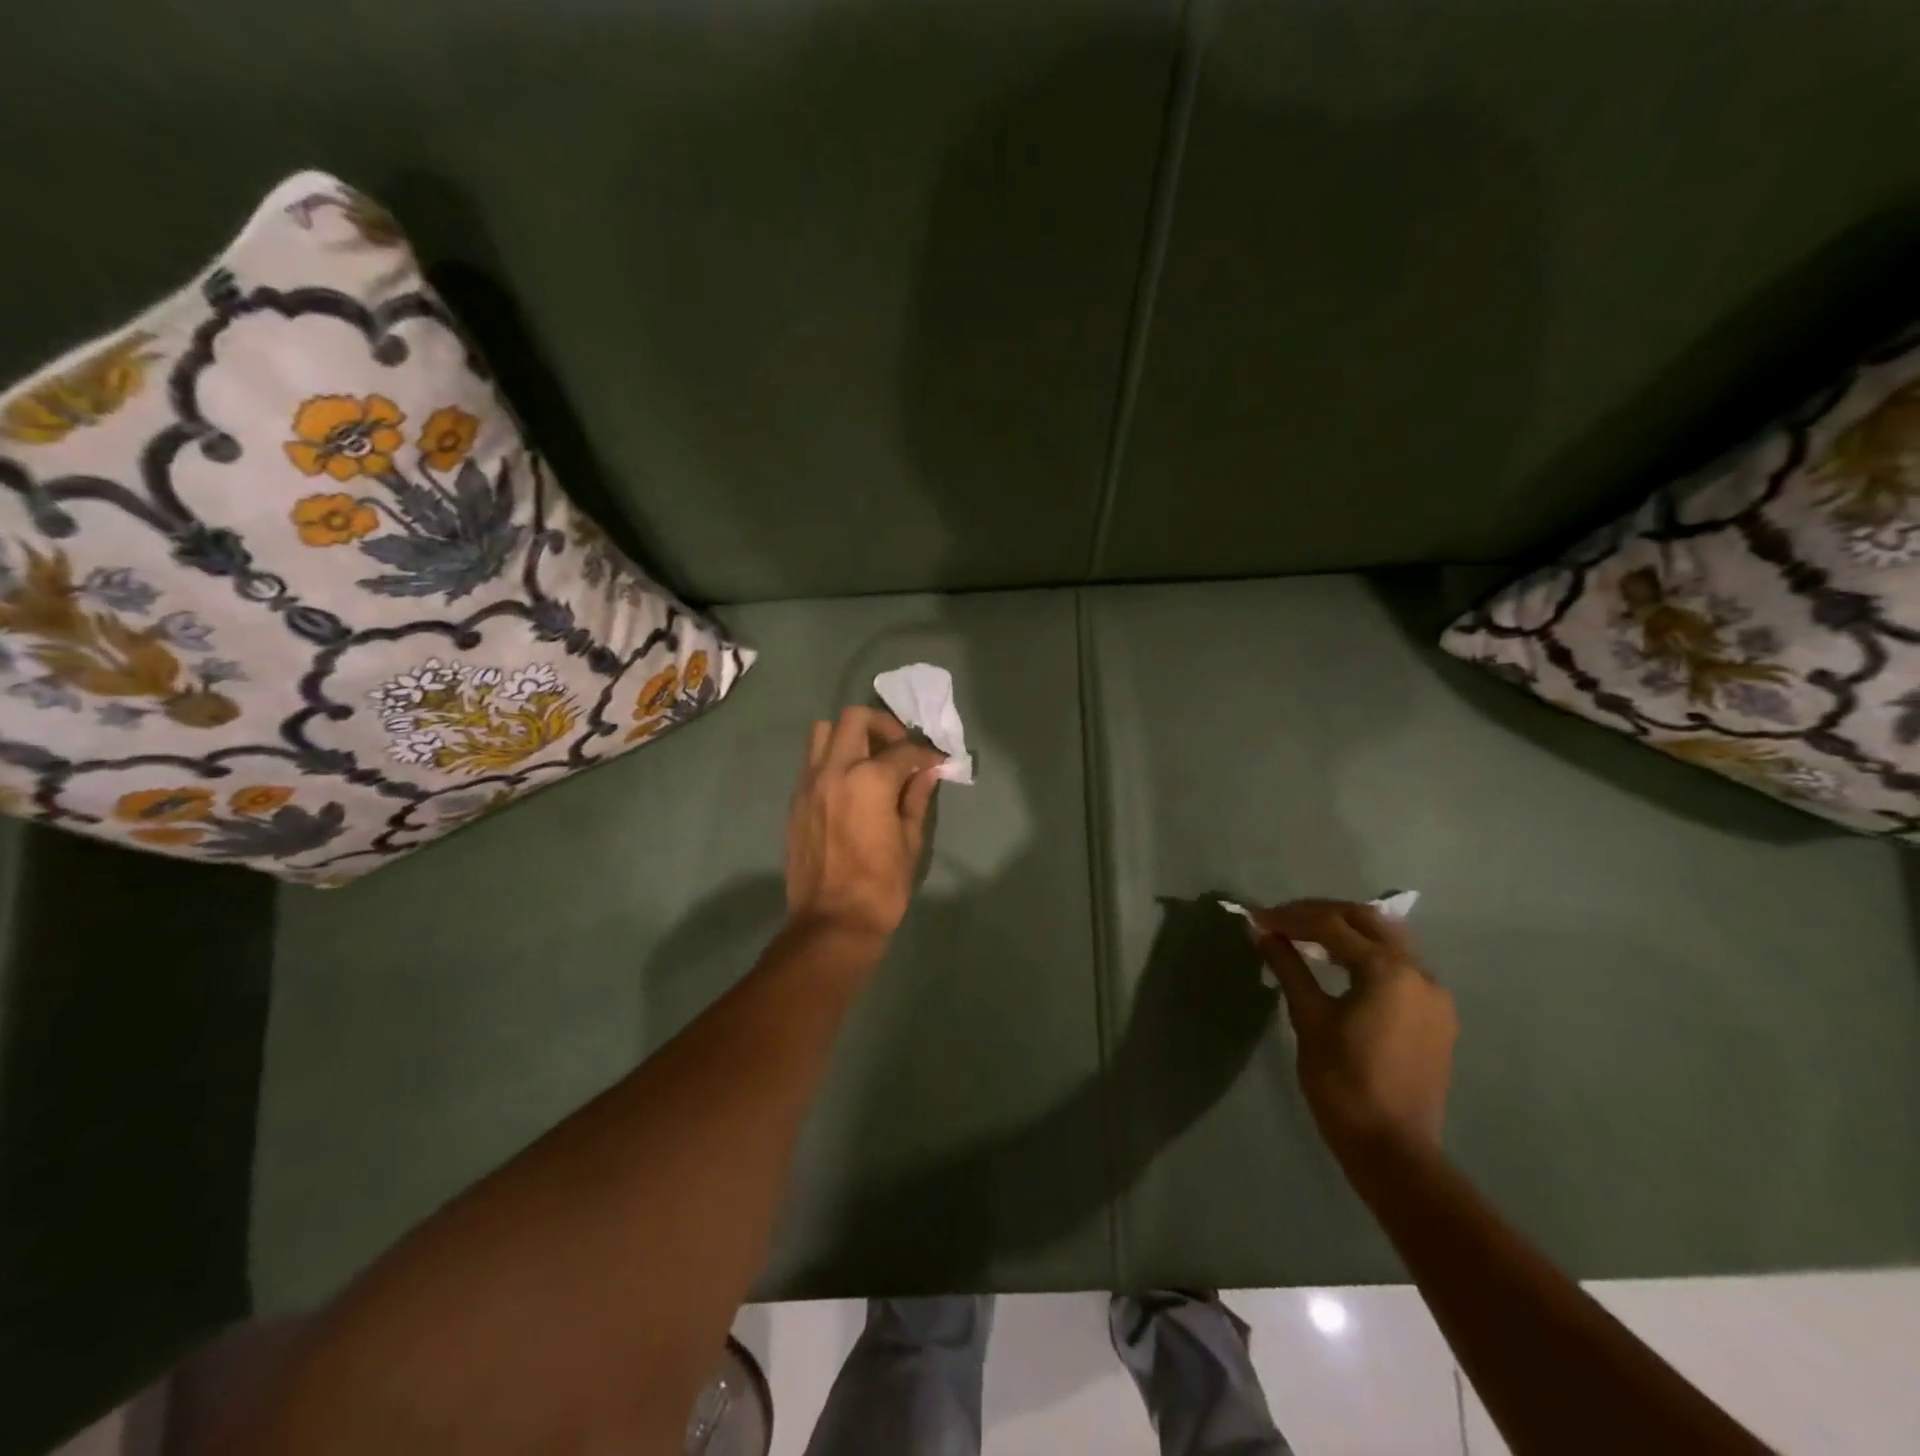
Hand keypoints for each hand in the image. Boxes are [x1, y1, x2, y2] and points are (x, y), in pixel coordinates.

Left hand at [784, 707, 943, 944]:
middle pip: (855, 718)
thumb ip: (916, 798)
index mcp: (870, 780)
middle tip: (897, 748)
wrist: (832, 922)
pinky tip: (849, 785)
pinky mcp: (795, 800)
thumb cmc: (881, 886)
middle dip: (882, 725)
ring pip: (823, 732)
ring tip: (867, 759)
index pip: (903, 750)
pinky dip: (831, 760)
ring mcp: (809, 783)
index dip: (925, 754)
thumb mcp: (910, 841)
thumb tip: (927, 772)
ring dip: (848, 736)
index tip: (936, 762)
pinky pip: (811, 761)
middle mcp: (835, 770)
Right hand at [1249, 900, 1457, 1166]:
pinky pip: (1400, 966)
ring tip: (1306, 936)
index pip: (1332, 925)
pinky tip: (1340, 965)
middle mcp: (1419, 972)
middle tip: (1282, 919)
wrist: (1392, 1148)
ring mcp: (1433, 994)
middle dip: (1321, 913)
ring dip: (1346, 930)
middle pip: (1367, 920)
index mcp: (1387, 970)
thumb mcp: (1308, 1018)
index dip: (1290, 917)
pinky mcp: (1436, 1016)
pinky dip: (1367, 954)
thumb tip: (1261, 932)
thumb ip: (1288, 966)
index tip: (1257, 918)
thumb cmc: (1343, 1082)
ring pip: (1388, 940)